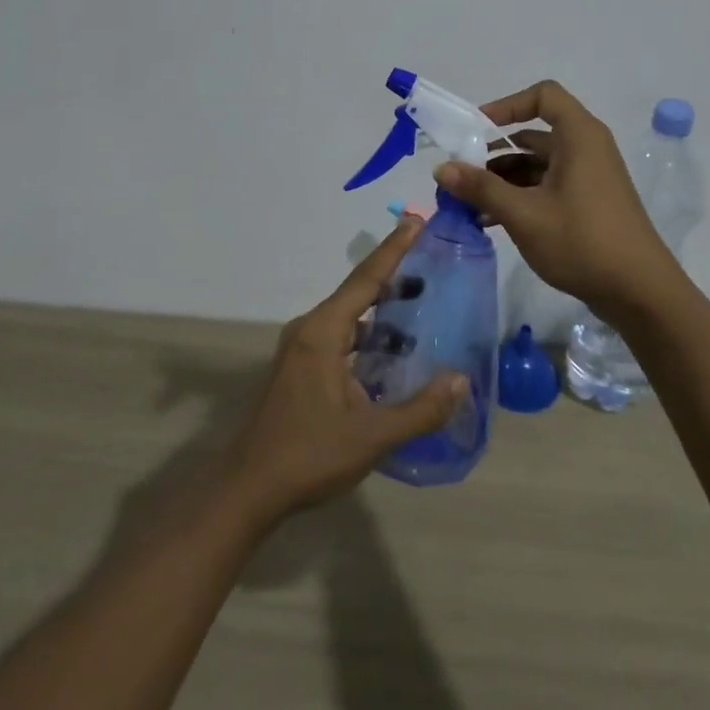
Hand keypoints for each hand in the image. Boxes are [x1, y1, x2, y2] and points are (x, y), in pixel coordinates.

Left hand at [224, 218, 468, 522]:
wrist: (248, 489)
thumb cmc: (309, 455)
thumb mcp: (372, 436)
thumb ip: (420, 410)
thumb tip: (461, 382)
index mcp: (323, 332)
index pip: (366, 279)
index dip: (394, 249)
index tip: (415, 220)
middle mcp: (310, 330)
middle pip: (357, 292)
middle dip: (393, 277)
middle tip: (430, 265)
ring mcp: (300, 349)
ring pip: (348, 317)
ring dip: (380, 312)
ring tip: (418, 310)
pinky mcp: (299, 368)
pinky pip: (339, 336)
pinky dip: (367, 335)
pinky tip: (390, 354)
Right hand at [434, 79, 677, 313]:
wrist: (640, 293)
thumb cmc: (582, 241)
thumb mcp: (524, 214)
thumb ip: (481, 188)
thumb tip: (440, 168)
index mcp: (579, 136)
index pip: (542, 96)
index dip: (507, 105)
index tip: (476, 130)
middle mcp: (586, 149)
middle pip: (533, 134)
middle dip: (493, 152)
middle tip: (460, 174)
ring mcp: (588, 178)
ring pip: (537, 165)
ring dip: (502, 179)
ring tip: (468, 204)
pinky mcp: (587, 204)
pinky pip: (546, 187)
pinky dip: (519, 196)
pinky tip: (490, 221)